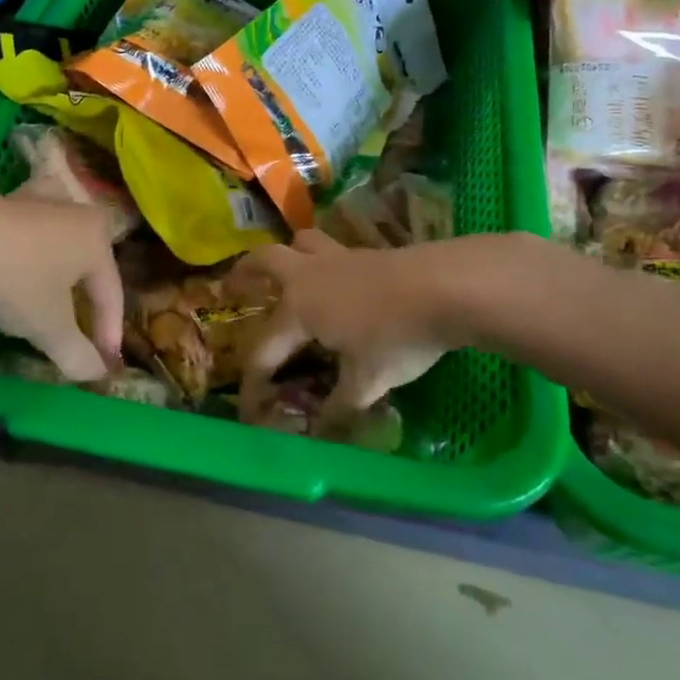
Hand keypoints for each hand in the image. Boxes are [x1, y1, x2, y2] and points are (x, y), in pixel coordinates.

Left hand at [0, 194, 123, 382]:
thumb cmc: (18, 284)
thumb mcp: (50, 329)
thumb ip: (77, 353)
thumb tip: (96, 374)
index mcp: (95, 237)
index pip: (110, 290)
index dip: (109, 329)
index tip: (103, 361)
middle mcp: (70, 211)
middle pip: (87, 251)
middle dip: (88, 283)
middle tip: (83, 313)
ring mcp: (30, 200)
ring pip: (55, 223)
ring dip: (57, 245)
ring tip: (53, 263)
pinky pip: (18, 223)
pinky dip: (18, 240)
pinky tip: (5, 256)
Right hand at [231, 231, 453, 420]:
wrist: (447, 285)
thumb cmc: (397, 335)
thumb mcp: (368, 381)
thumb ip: (341, 407)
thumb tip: (322, 435)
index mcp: (300, 308)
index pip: (264, 349)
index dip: (253, 383)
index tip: (249, 410)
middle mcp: (310, 276)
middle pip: (267, 261)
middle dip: (245, 273)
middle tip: (233, 285)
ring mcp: (341, 258)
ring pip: (302, 244)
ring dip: (288, 255)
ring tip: (288, 272)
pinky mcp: (369, 253)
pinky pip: (333, 249)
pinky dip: (324, 261)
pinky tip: (340, 282)